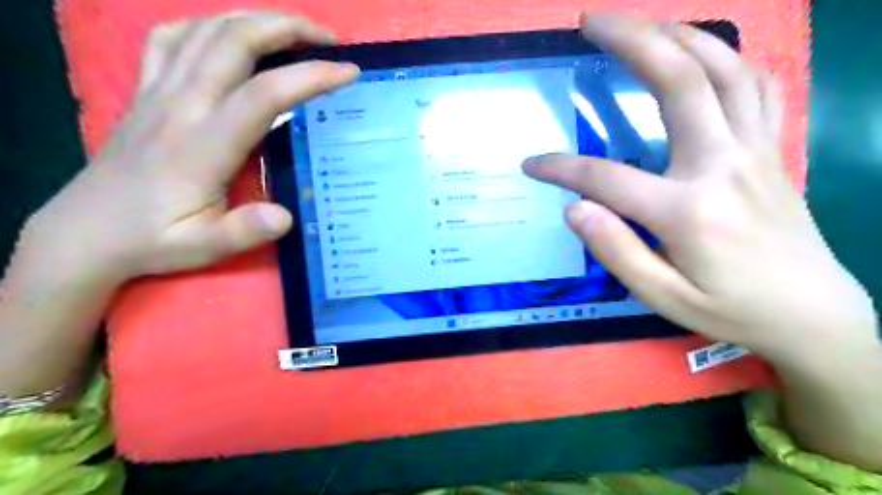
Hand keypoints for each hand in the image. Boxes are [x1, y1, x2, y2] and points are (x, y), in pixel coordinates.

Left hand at [27, 10, 357, 285]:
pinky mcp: (144, 91)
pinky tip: (230, 37)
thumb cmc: (153, 240)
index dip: (309, 77)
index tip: (348, 72)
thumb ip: (244, 231)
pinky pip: (172, 38)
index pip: (263, 95)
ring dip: (255, 20)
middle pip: (234, 41)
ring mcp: (157, 92)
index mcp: (202, 145)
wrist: (85, 232)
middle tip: (328, 41)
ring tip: (293, 33)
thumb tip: (286, 215)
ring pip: (206, 30)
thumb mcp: (203, 247)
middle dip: (288, 29)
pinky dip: (208, 25)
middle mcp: (180, 105)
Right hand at [523, 13, 874, 363]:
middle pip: (678, 82)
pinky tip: (702, 54)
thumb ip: (616, 250)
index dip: (561, 168)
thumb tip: (574, 208)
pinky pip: (756, 86)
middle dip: (631, 42)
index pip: (605, 177)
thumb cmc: (731, 311)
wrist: (813, 315)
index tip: (531, 164)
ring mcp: (754, 151)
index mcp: (687, 211)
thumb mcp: (663, 298)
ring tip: (642, 24)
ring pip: (724, 69)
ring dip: (680, 35)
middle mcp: (722, 166)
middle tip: (591, 20)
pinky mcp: (770, 150)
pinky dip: (726, 59)